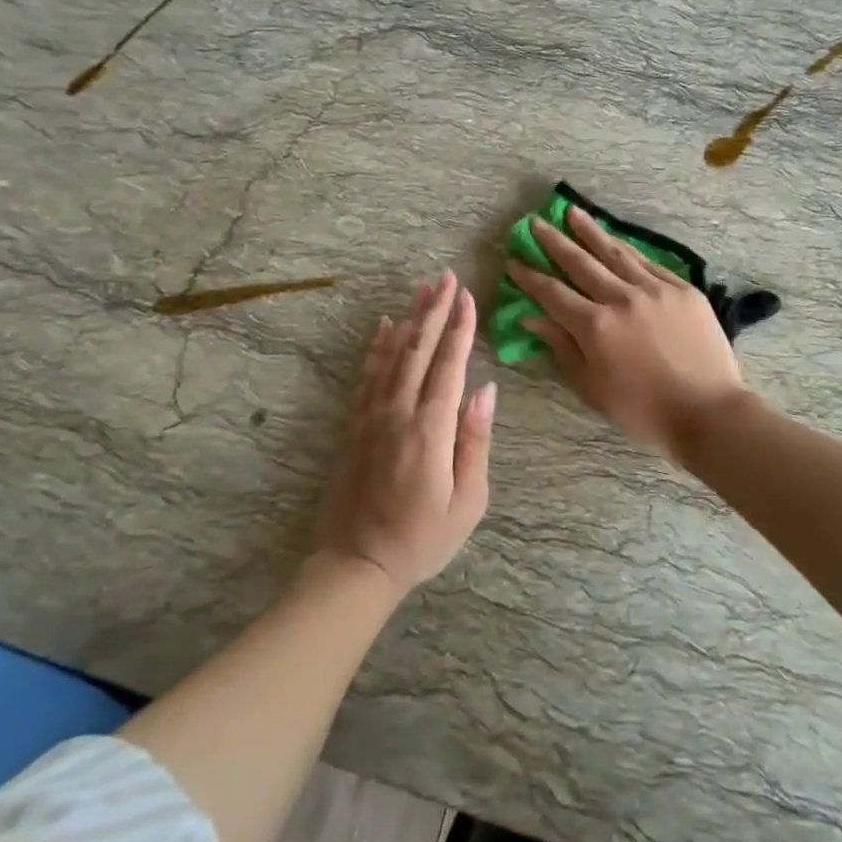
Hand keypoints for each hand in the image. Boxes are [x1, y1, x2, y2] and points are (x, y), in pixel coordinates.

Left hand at [317, 270, 494, 591]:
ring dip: (408, 318)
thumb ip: (475, 441)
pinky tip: (385, 325)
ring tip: (422, 289)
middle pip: (418, 350)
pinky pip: (367, 375)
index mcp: (429, 430)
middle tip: (446, 277)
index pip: (448, 366)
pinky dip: (377, 346)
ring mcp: (371, 416)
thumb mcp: (467, 501)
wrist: (356, 565)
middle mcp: (397, 413)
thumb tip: (486, 390)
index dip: (460, 329)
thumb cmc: (422, 539)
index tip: (468, 297)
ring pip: (391, 355)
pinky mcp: (354, 425)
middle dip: (435, 311)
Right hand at [507, 205, 746, 453]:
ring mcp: (655, 289)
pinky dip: (627, 250)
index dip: (530, 276)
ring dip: (590, 231)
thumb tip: (532, 317)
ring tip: (572, 212)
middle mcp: (621, 298)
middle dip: (554, 241)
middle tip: (535, 222)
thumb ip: (562, 347)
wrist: (708, 411)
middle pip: (580, 263)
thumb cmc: (643, 411)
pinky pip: (648, 263)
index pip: (552, 293)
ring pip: (615, 253)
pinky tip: (615, 241)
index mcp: (595, 326)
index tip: (513, 260)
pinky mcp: (682, 289)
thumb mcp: (591, 387)